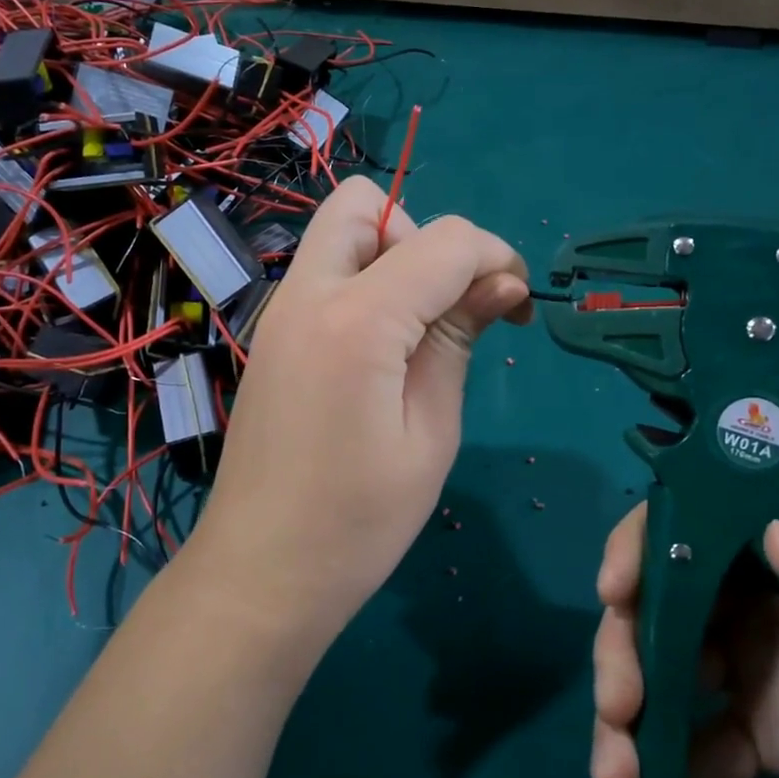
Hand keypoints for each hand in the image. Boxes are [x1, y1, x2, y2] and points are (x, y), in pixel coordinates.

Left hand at [193, 176, 529, 643]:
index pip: (445, 240)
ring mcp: (278, 313)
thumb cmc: (357, 522)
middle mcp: (306, 296)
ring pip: (338, 232)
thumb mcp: (430, 434)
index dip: (496, 259)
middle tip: (447, 306)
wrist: (260, 574)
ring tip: (418, 331)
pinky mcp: (270, 336)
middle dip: (425, 237)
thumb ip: (458, 341)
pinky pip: (322, 274)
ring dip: (390, 254)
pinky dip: (363, 283)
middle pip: (367, 204)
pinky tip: (381, 351)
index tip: (518, 307)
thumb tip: (501, 283)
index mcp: (355, 320)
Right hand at [590, 500, 778, 777]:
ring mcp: (748, 663)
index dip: (645, 542)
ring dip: (624, 715)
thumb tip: (776, 543)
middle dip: (623, 647)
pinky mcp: (748, 731)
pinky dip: (655, 771)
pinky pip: (686, 740)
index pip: (705, 520)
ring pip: (657, 666)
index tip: (616, 590)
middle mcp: (759, 595)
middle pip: (660, 597)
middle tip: (619, 707)